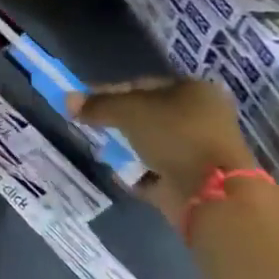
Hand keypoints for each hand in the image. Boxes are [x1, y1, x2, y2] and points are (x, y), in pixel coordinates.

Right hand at [71, 78, 258, 230]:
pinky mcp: (193, 179)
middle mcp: (201, 117)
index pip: (142, 84)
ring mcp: (199, 150)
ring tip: (102, 149)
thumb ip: (97, 104)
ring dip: (126, 146)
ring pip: (150, 142)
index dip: (109, 90)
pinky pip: (154, 169)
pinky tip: (118, 171)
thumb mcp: (128, 110)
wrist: (212, 193)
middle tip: (90, 125)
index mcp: (194, 91)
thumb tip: (67, 99)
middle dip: (117, 121)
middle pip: (147, 114)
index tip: (83, 101)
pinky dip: (137, 171)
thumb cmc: (175, 135)